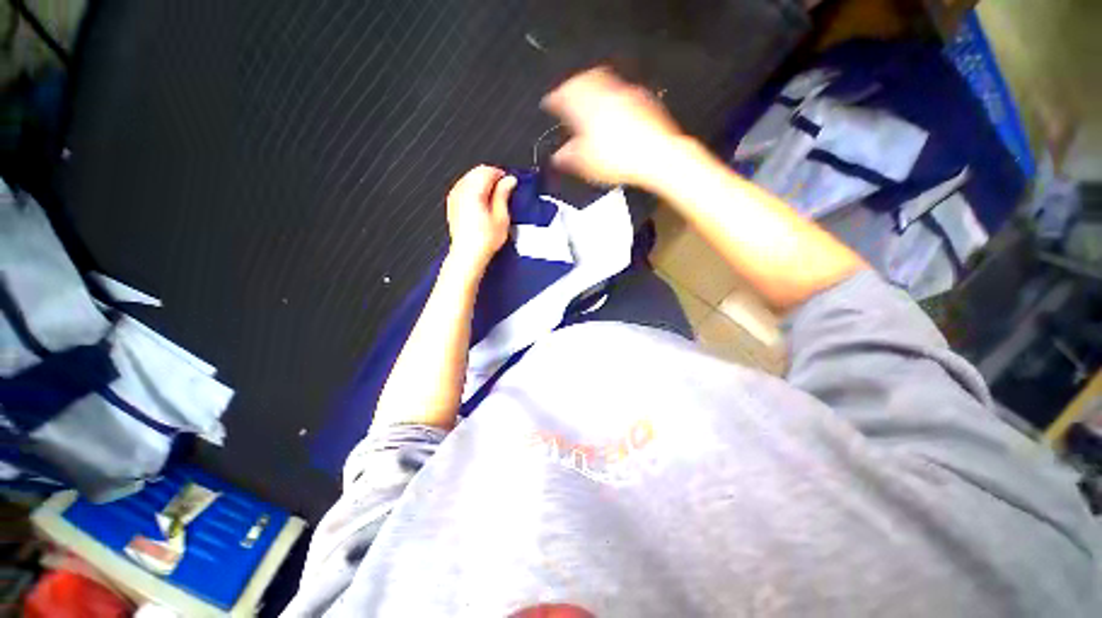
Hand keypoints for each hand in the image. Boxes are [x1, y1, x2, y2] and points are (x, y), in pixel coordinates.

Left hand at [445, 165, 515, 275]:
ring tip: (494, 200)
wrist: (468, 254)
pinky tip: (483, 204)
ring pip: (469, 179)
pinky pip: (464, 188)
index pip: (487, 170)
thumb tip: (509, 181)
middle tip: (504, 191)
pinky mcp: (453, 205)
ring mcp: (454, 197)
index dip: (501, 175)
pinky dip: (474, 191)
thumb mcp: (501, 217)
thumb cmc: (483, 240)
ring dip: (482, 184)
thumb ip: (504, 194)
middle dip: (492, 178)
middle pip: (477, 172)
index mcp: (473, 191)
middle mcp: (461, 191)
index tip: (509, 183)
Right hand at [541, 67, 685, 188]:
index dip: (553, 100)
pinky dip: (612, 96)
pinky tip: (613, 110)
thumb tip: (558, 157)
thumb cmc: (620, 159)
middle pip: (584, 80)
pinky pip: (622, 92)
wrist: (657, 156)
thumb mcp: (585, 164)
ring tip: (588, 99)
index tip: (549, 103)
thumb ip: (568, 157)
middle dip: (573, 86)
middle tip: (567, 94)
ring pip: (604, 81)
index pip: (563, 96)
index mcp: (586, 107)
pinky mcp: (644, 100)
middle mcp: (605, 94)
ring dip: (592, 88)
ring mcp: (626, 95)